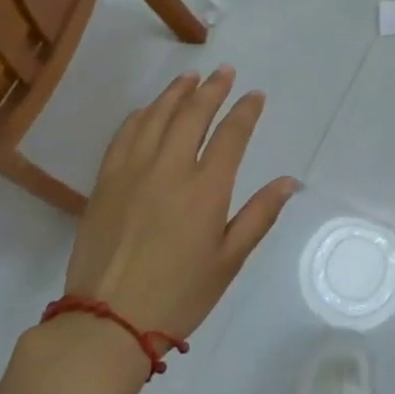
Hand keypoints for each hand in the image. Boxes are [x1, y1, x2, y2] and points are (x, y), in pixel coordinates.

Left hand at [63, 67, 298, 341]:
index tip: (255, 95)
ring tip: (190, 78)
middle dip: (212, 89)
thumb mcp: (229, 261)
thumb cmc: (179, 295)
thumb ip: (259, 215)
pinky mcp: (105, 181)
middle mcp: (170, 168)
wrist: (107, 322)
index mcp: (206, 189)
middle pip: (193, 114)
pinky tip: (149, 110)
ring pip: (157, 116)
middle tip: (224, 72)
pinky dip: (141, 115)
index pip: (231, 134)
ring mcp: (132, 171)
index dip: (245, 110)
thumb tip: (289, 181)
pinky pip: (125, 134)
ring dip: (176, 93)